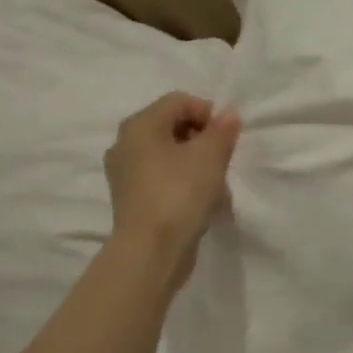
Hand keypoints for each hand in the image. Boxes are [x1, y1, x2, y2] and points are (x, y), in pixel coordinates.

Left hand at [104, 93, 240, 280]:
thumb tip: (228, 115)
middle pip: (172, 128)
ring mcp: (124, 174)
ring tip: (215, 189)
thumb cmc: (180, 194)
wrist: (151, 251)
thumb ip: (222, 131)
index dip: (208, 114)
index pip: (179, 101)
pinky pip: (161, 180)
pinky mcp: (131, 200)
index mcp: (140, 125)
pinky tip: (200, 204)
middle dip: (203, 141)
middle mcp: (125, 144)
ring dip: (195, 166)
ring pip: (168, 157)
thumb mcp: (210, 157)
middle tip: (222, 162)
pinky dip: (182, 185)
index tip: (227, 139)